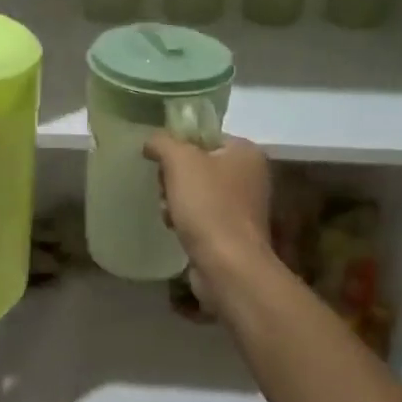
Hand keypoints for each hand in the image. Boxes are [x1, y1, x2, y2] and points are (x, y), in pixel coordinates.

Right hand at [143, 132, 272, 272]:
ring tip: (168, 213)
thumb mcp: (180, 161)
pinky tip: (175, 228)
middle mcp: (250, 175)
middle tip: (165, 189)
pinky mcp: (232, 232)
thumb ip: (162, 142)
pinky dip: (185, 220)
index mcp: (246, 152)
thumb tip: (152, 141)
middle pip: (197, 165)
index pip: (205, 136)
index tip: (161, 161)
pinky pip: (201, 215)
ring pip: (195, 191)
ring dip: (174, 200)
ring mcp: (243, 206)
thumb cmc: (208, 205)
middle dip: (173, 178)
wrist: (227, 265)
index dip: (179, 146)